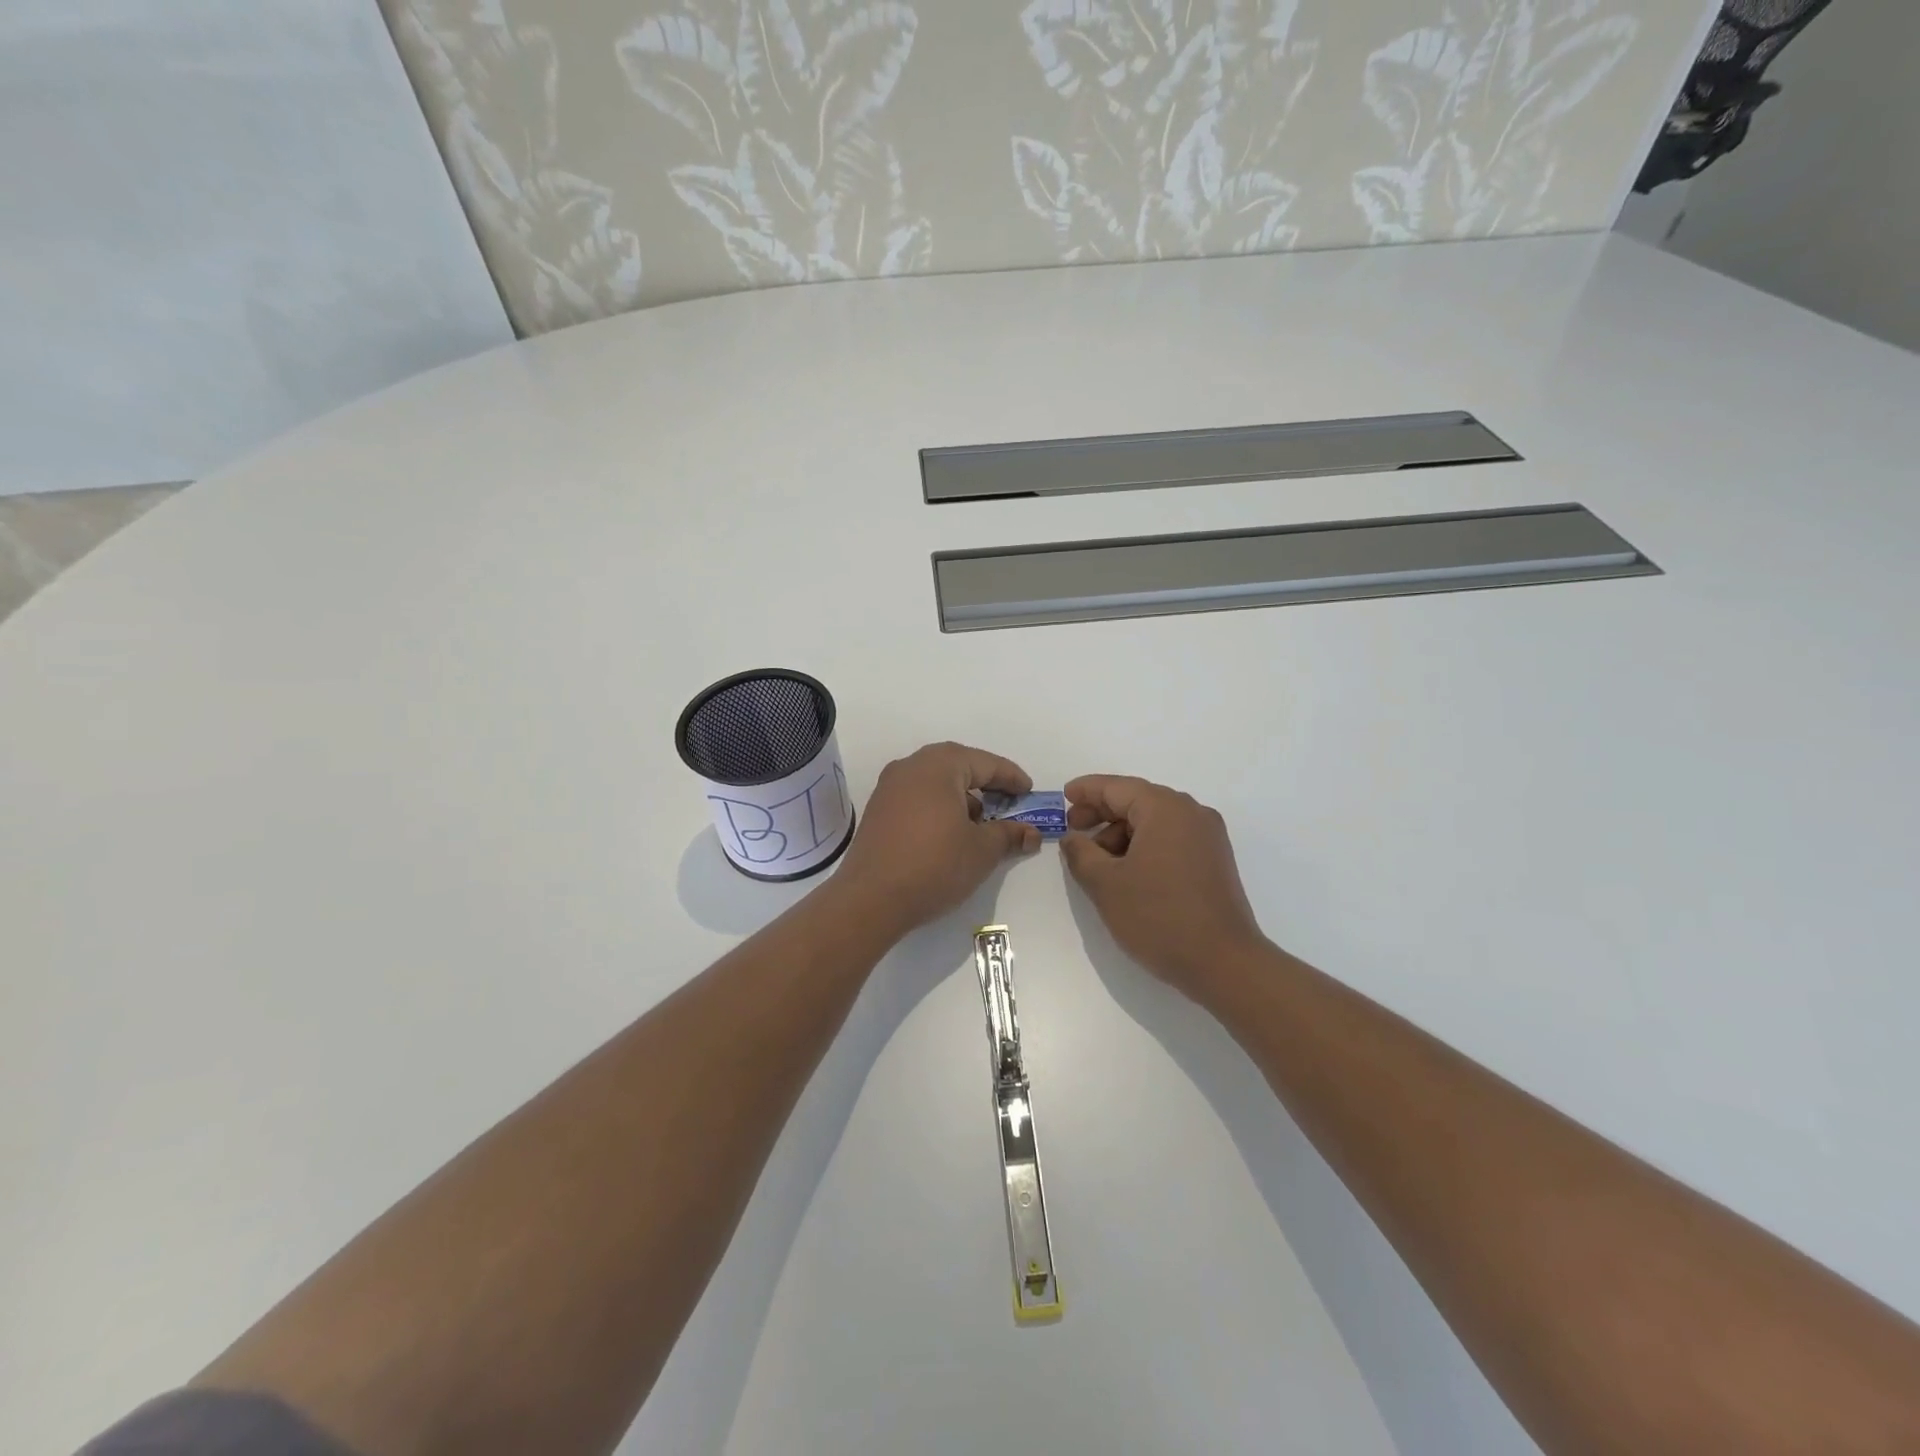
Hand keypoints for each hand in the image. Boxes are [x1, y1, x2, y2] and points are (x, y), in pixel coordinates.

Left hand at [835, 742, 1040, 935]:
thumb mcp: (981, 851)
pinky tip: (950, 833)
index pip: (984, 763)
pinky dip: (939, 806)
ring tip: (980, 823)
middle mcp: (910, 767)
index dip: (1011, 777)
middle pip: (957, 765)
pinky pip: (917, 797)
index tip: (1029, 792)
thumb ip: (1008, 835)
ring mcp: (889, 788)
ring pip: (935, 781)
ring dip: (961, 796)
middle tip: (1008, 801)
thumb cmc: (934, 865)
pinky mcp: (878, 811)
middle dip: (985, 782)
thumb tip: (1030, 833)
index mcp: (938, 766)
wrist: (870, 899)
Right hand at [1061, 775, 1267, 999]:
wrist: (1224, 964)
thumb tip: (1073, 839)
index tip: (1063, 796)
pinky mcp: (1214, 861)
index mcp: (1165, 809)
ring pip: (1154, 822)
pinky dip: (1144, 846)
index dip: (1087, 790)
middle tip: (1073, 830)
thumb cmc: (1159, 917)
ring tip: (1097, 862)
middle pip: (1137, 800)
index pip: (1117, 787)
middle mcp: (1191, 813)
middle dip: (1102, 813)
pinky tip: (1126, 872)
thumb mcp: (1106, 884)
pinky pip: (1171, 840)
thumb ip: (1081, 853)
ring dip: (1121, 834)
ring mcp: (1208, 838)